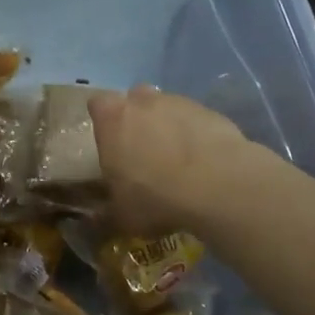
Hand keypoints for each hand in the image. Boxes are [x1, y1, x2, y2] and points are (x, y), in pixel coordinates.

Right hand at [88, 87, 249, 235]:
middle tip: (144, 150)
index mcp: (112, 119)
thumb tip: (101, 215)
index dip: (104, 121)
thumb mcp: (122, 214)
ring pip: (168, 108)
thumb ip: (110, 207)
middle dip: (138, 118)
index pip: (98, 105)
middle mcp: (143, 101)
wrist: (216, 185)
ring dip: (169, 127)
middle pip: (136, 99)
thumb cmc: (154, 197)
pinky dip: (197, 136)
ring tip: (179, 161)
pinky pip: (197, 121)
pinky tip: (204, 163)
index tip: (110, 142)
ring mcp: (180, 103)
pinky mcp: (211, 112)